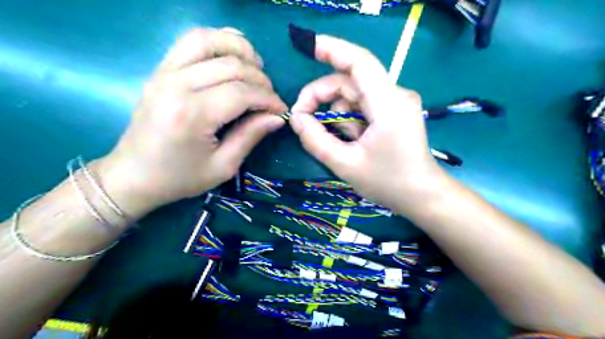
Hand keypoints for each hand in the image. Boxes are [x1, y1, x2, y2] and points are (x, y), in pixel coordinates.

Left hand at [97, 28, 287, 215]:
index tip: (281, 110)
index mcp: (193, 115)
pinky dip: (217, 41)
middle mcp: (177, 85)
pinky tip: (232, 56)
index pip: (242, 92)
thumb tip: (277, 116)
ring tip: (256, 67)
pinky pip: (191, 41)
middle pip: (231, 65)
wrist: (133, 175)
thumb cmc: (180, 178)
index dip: (268, 99)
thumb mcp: (223, 166)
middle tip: (270, 98)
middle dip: (260, 80)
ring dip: (239, 49)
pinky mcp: (160, 70)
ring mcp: (164, 72)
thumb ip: (251, 136)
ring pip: (209, 40)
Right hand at [290, 35, 450, 215]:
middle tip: (302, 120)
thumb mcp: (345, 164)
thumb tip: (296, 118)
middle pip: (349, 81)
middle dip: (321, 97)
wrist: (421, 195)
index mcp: (388, 104)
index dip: (333, 49)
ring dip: (336, 113)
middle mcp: (395, 94)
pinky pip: (363, 105)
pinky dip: (349, 118)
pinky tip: (351, 139)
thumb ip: (315, 140)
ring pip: (354, 94)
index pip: (359, 63)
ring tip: (337, 140)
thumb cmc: (387, 182)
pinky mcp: (394, 110)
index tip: (307, 47)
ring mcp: (396, 102)